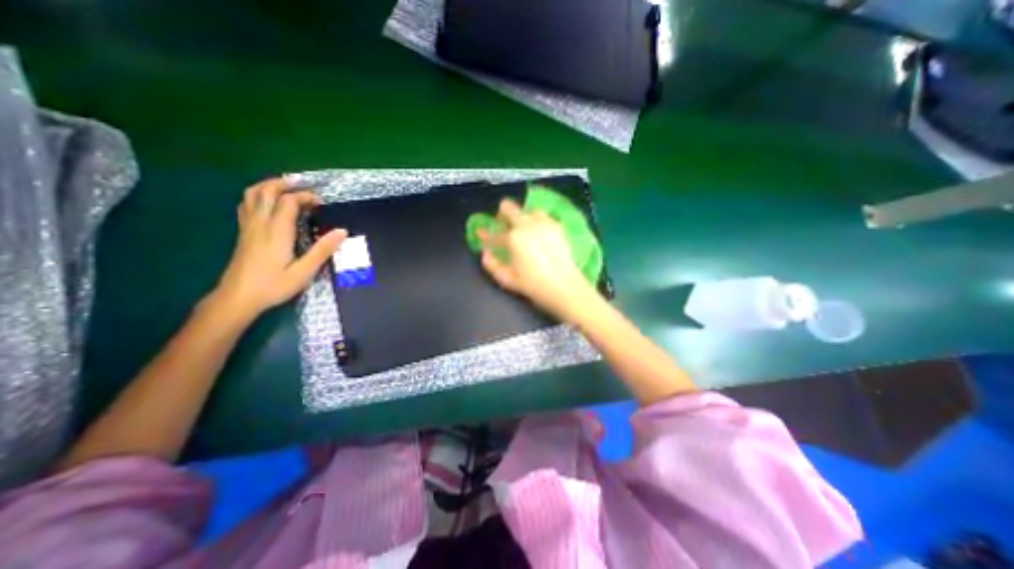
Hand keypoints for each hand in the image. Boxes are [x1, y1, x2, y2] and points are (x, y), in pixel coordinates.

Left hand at [209, 179, 343, 320]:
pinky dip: (259, 196)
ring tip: (288, 188)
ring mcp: (248, 227)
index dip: (306, 196)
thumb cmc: (274, 286)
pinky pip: (247, 204)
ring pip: (252, 194)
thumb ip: (323, 250)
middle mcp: (260, 224)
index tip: (321, 202)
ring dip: (270, 186)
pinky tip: (269, 203)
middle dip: (286, 184)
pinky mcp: (243, 233)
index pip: (288, 202)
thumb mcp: (304, 271)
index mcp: (276, 232)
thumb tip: (342, 231)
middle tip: (305, 187)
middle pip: (266, 191)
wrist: (238, 298)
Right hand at [481, 198, 594, 321]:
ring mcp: (544, 223)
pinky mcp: (557, 226)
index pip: (493, 233)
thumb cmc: (534, 286)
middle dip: (502, 215)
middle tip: (503, 227)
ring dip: (521, 217)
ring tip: (523, 230)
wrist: (566, 288)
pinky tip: (538, 233)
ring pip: (527, 209)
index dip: (484, 234)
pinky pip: (543, 216)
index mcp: (513, 239)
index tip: (480, 233)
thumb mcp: (507, 280)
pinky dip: (536, 221)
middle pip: (509, 207)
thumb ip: (491, 264)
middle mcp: (527, 225)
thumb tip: (485, 252)